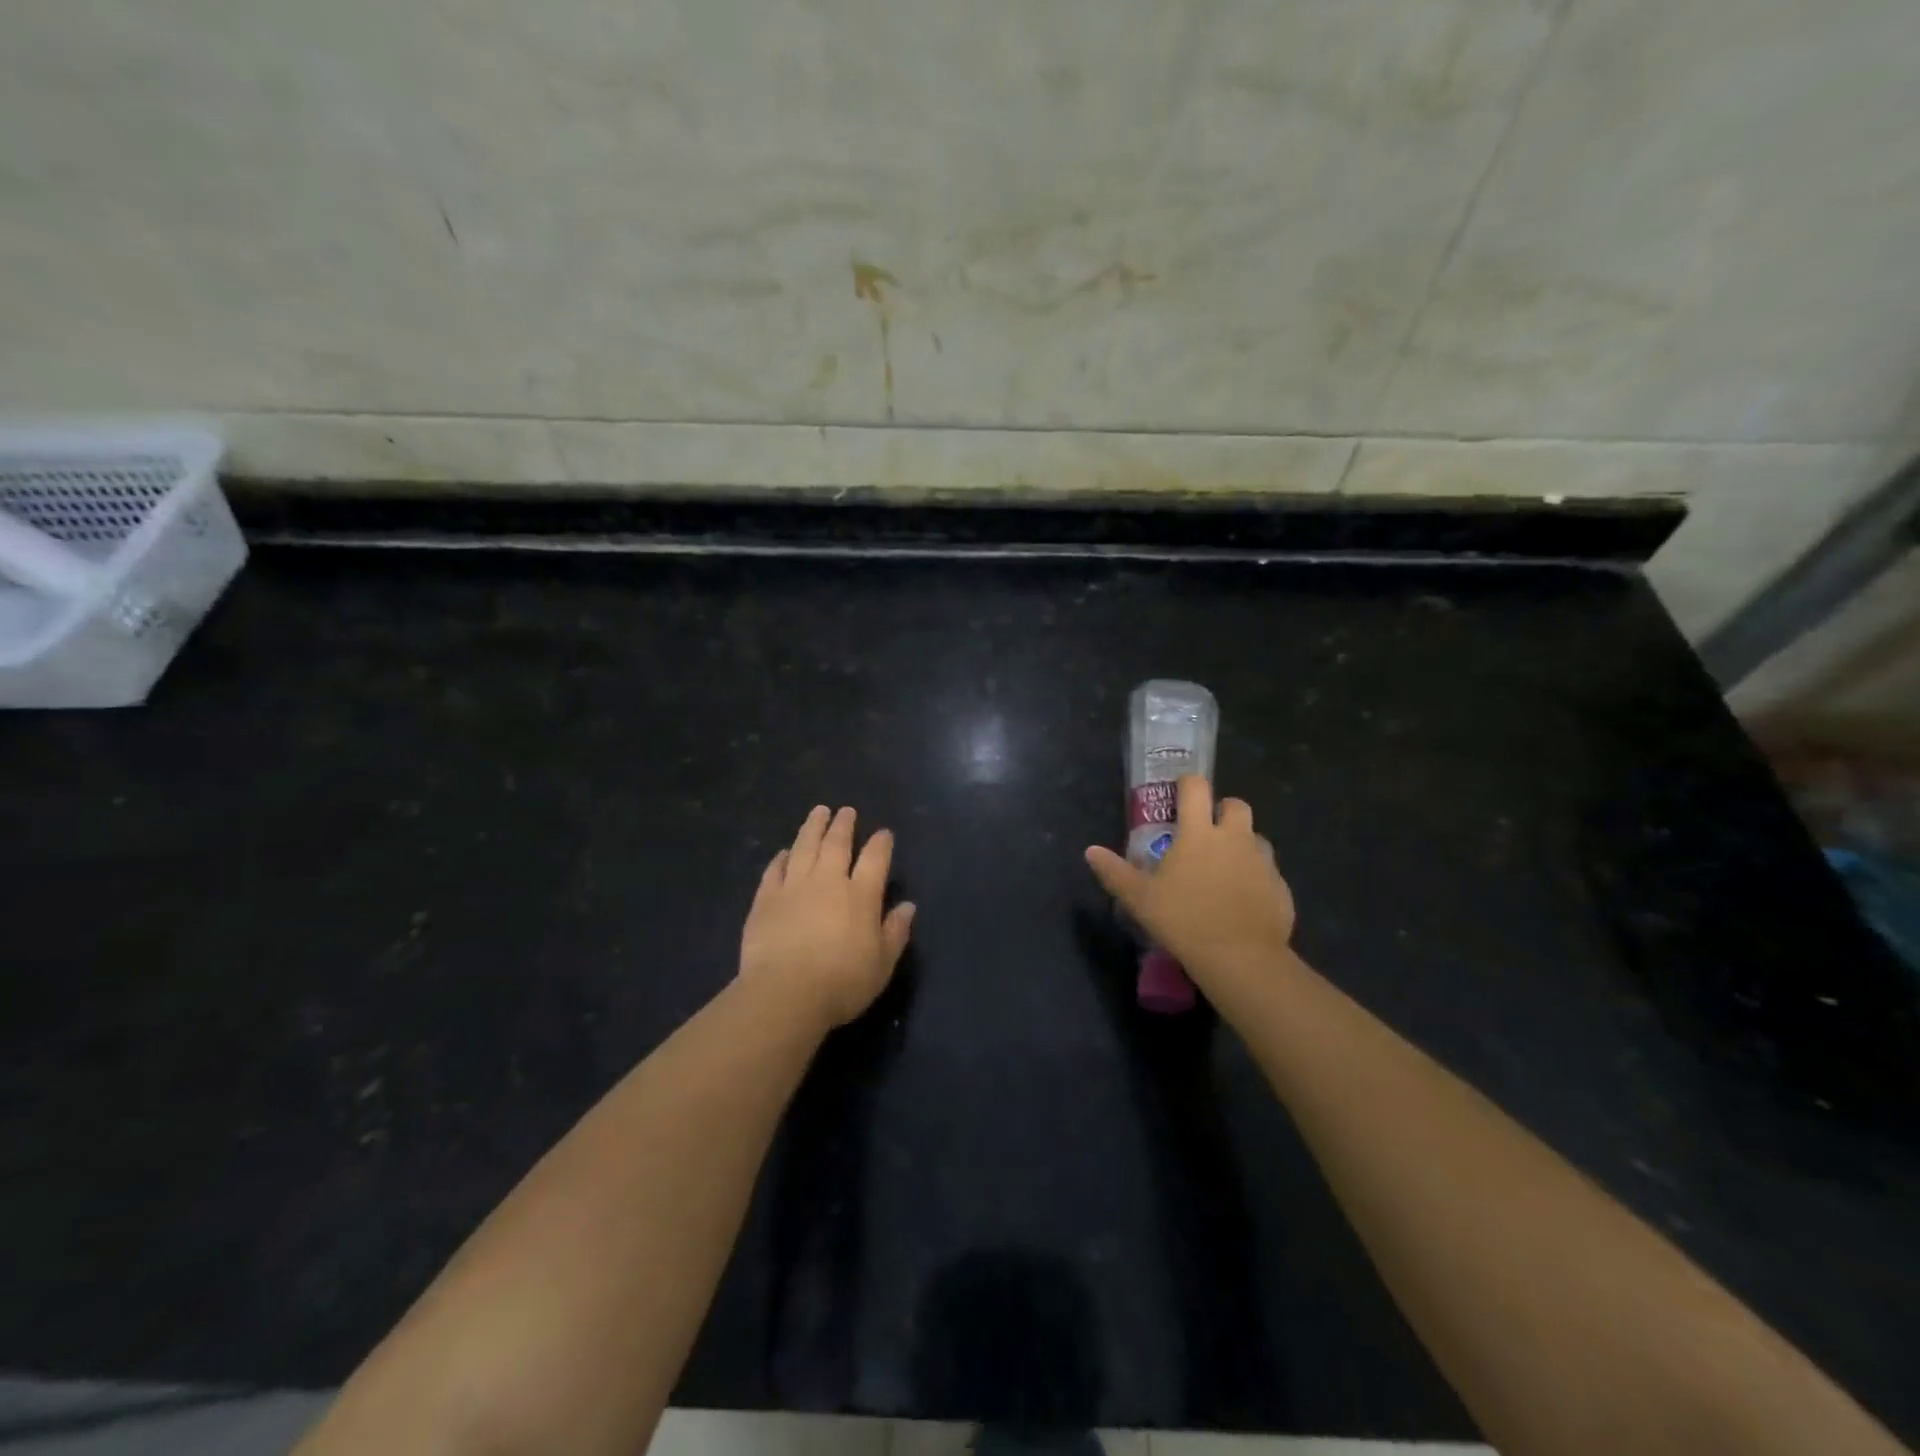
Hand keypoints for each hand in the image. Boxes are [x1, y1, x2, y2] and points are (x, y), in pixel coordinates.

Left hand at [740, 805, 915, 1028]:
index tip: (883, 833)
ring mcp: (794, 887)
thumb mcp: (882, 964)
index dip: (881, 843)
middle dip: (843, 825)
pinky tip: (783, 852)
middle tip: (845, 811)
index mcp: (861, 895)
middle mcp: (828, 882)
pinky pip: (774, 870)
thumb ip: (896, 932)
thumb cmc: (842, 983)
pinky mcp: (766, 900)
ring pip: (804, 847)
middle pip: (837, 844)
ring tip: (818, 812)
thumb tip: (908, 906)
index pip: (875, 859)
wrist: (785, 993)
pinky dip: (780, 858)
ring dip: (812, 828)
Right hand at [1084, 776, 1294, 1002]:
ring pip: (1256, 838)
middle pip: (1236, 805)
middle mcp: (1234, 838)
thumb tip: (1090, 851)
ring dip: (1242, 843)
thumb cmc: (1184, 920)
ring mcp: (1262, 862)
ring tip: (1226, 867)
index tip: (1180, 792)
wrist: (1241, 958)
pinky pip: (1269, 872)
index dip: (1188, 784)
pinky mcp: (1280, 887)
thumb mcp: (1140, 899)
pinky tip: (1244, 899)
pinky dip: (1257, 877)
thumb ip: (1115, 872)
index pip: (1196, 788)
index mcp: (1199, 833)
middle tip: (1207, 830)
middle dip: (1222, 809)